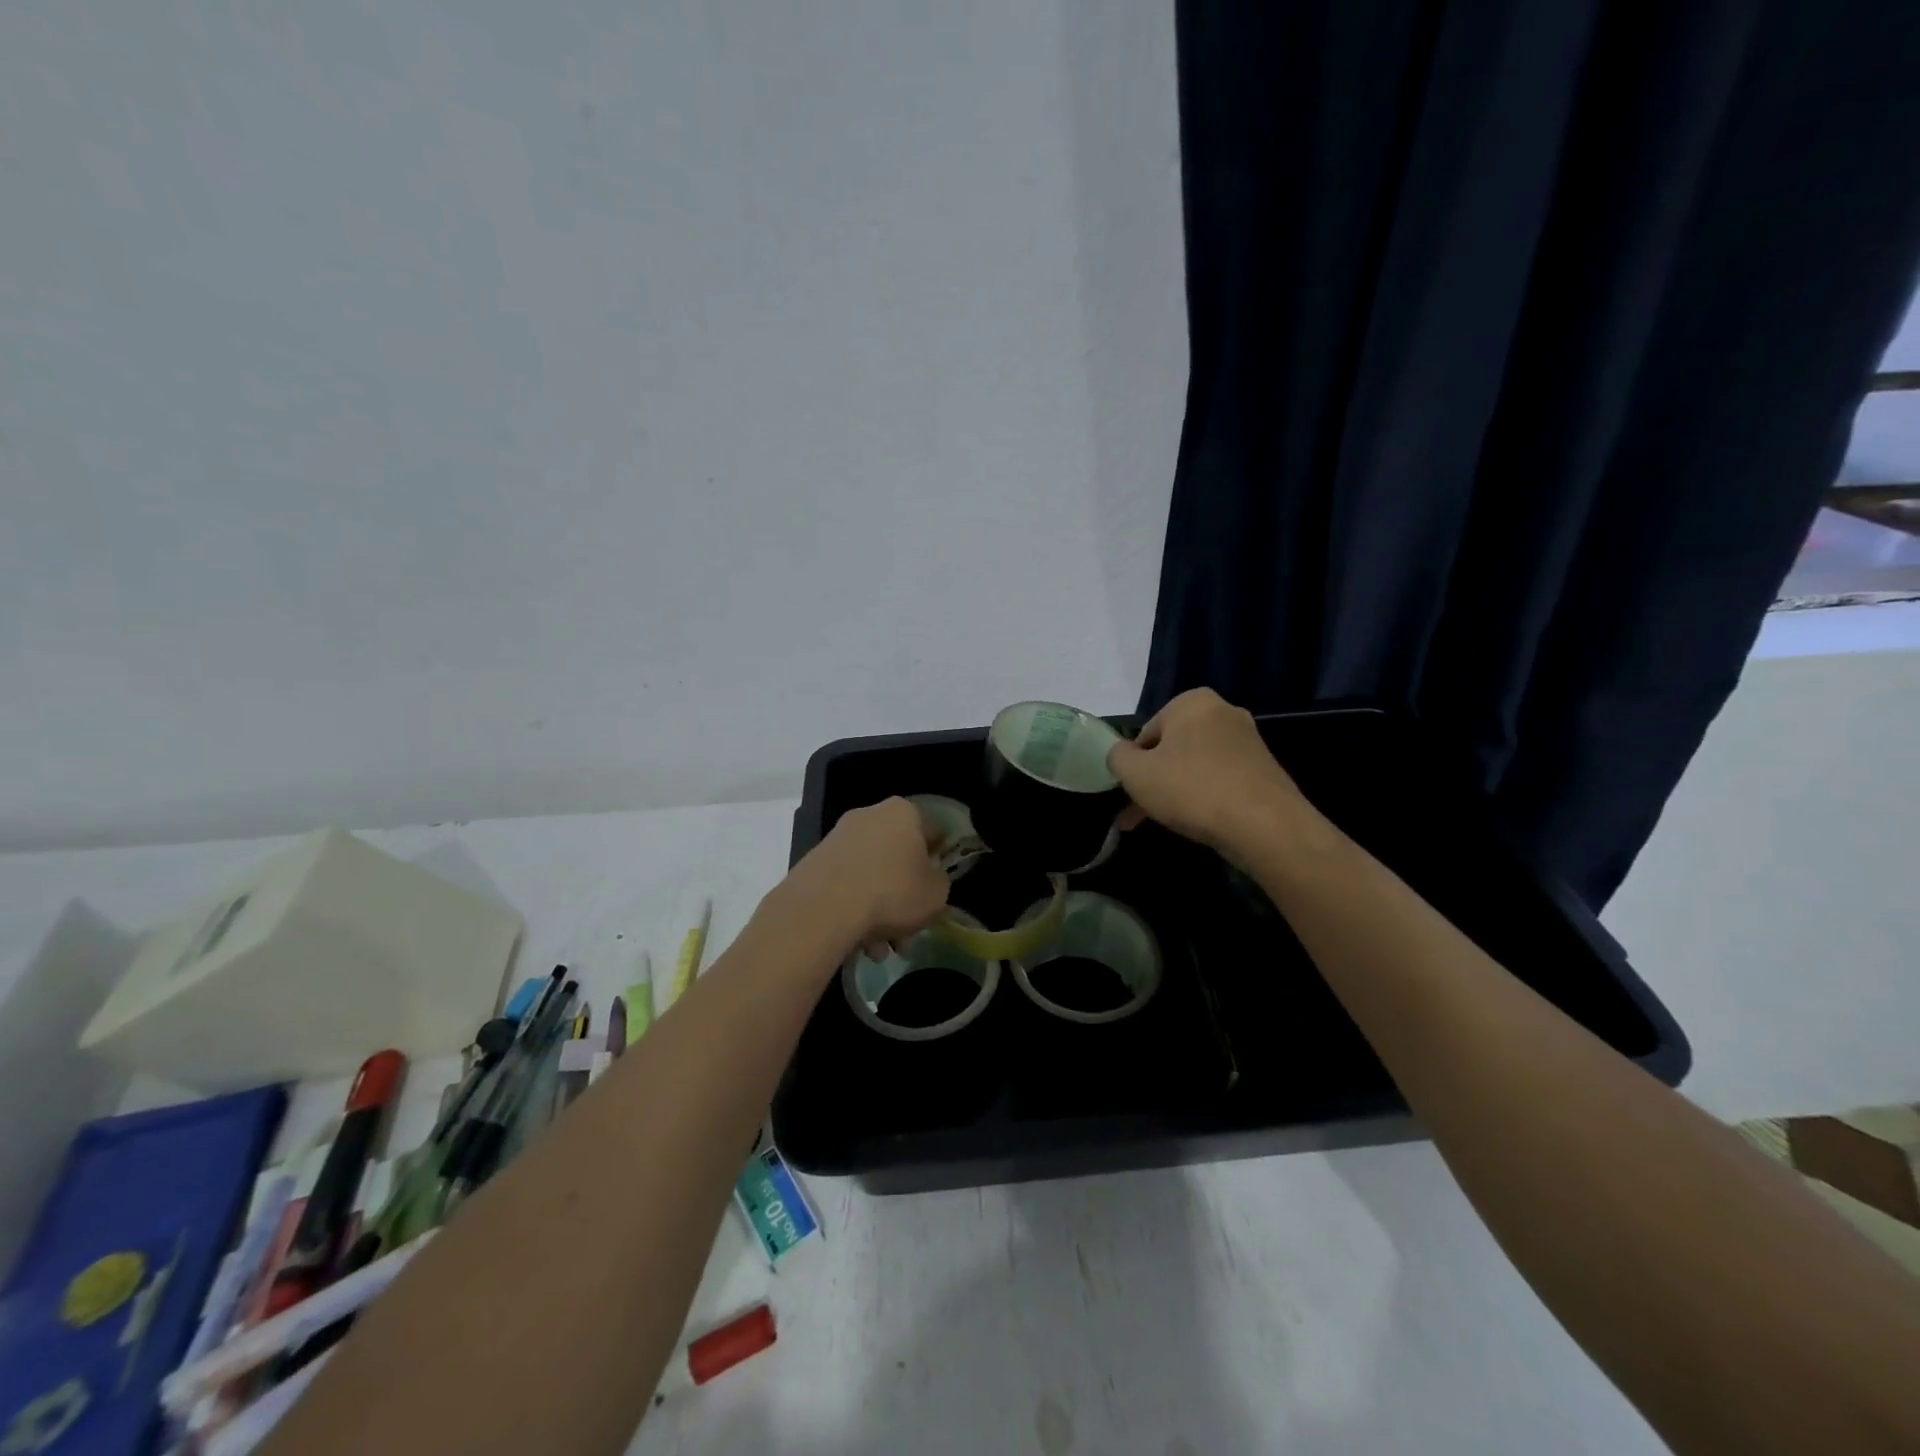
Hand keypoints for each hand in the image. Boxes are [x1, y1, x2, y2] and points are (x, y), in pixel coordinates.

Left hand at [784, 797, 949, 959]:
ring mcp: (838, 838)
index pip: (933, 831)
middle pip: (898, 857)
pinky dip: (855, 910)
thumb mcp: (936, 894)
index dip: (939, 860)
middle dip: (904, 896)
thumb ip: (939, 881)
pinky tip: (859, 944)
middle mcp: (869, 815)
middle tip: (908, 931)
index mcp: (903, 812)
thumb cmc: (892, 892)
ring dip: (880, 911)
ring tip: (881, 949)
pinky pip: (846, 886)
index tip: (937, 886)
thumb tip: (929, 878)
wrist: (823, 909)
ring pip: (871, 876)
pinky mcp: (815, 862)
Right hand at [1107, 688, 1312, 857]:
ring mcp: (1248, 742)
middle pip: (1172, 749)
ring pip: (1194, 767)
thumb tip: (1120, 754)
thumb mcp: (1136, 773)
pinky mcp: (1263, 770)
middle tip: (1135, 815)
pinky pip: (1218, 780)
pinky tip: (1196, 822)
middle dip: (1152, 781)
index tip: (1127, 793)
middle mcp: (1223, 712)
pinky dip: (1202, 797)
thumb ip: (1117, 757)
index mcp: (1192, 702)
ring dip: (1174, 792)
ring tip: (1162, 823)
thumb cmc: (1191, 789)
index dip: (1132, 765)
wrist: (1264, 826)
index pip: (1146, 732)